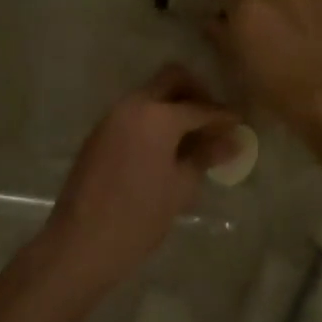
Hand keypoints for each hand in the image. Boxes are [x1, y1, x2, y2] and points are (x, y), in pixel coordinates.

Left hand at [41, 65, 240, 299]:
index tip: (240, 125)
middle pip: (171, 79)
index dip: (223, 116)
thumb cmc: (140, 217)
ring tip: (192, 138)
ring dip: (173, 105)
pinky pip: (134, 112)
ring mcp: (112, 117)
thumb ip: (206, 156)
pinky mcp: (99, 133)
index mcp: (157, 116)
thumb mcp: (181, 187)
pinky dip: (154, 119)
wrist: (82, 242)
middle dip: (197, 93)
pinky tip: (166, 149)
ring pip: (150, 94)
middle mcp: (133, 105)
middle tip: (213, 121)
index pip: (200, 107)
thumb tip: (232, 141)